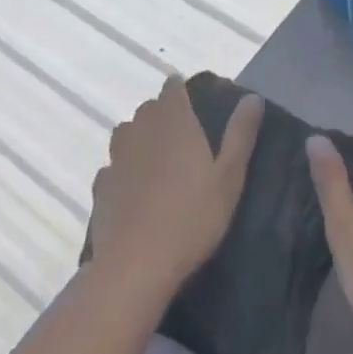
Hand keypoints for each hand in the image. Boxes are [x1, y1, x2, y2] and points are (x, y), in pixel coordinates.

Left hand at [90, 78, 262, 303]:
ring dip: (141, 138)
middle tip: (185, 136)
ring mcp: (116, 158)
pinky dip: (125, 169)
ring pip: (127, 134)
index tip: (194, 101)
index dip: (181, 89)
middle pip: (148, 109)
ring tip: (160, 160)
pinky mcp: (100, 187)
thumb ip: (241, 134)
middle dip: (163, 114)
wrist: (136, 265)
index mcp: (173, 122)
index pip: (172, 88)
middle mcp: (140, 131)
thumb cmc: (192, 216)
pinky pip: (114, 166)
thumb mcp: (229, 176)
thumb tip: (252, 97)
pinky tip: (136, 189)